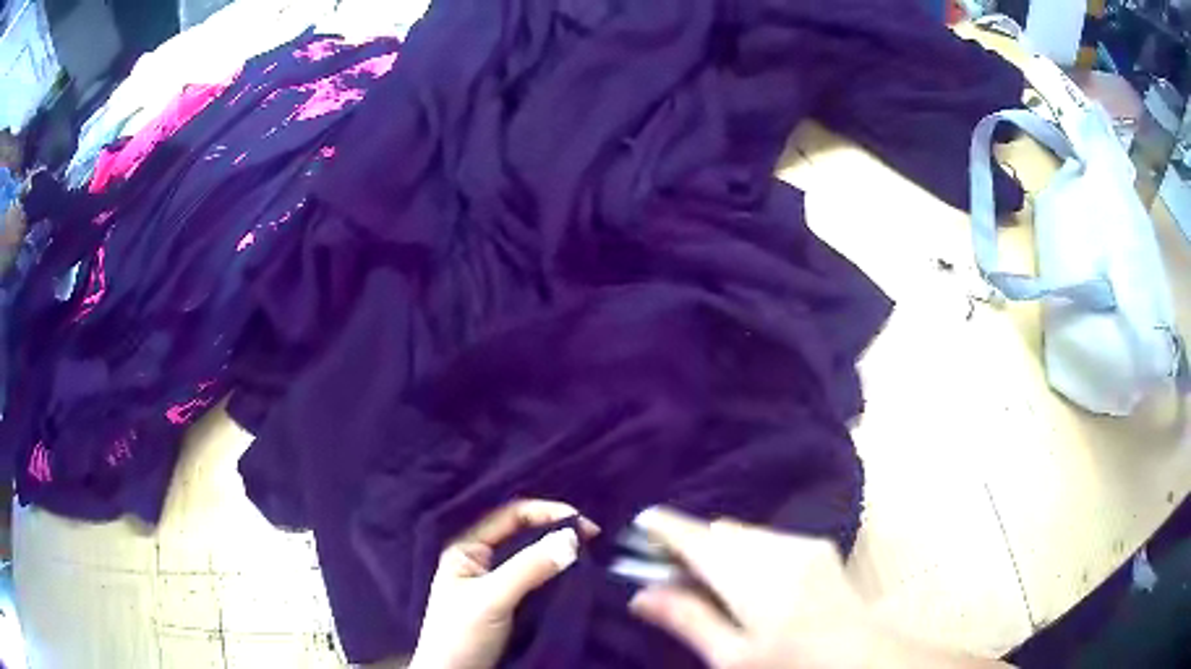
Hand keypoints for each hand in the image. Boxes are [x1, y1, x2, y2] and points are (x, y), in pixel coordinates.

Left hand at [408, 500, 599, 668]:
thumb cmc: (460, 636)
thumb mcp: (490, 599)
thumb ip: (527, 568)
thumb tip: (571, 537)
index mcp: (466, 549)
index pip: (509, 516)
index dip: (546, 513)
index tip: (583, 524)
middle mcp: (482, 560)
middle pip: (524, 534)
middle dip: (557, 531)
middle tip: (593, 538)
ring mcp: (497, 583)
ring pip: (534, 557)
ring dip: (560, 554)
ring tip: (591, 556)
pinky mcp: (512, 604)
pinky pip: (539, 580)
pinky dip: (559, 575)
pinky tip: (577, 577)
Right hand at [628, 507, 1009, 668]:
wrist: (863, 656)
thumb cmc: (791, 664)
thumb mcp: (732, 657)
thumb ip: (688, 620)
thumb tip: (640, 593)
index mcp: (751, 578)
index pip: (697, 540)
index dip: (666, 527)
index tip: (640, 521)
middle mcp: (776, 549)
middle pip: (720, 533)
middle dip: (693, 543)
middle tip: (669, 567)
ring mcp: (801, 545)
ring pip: (745, 534)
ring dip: (721, 547)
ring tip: (708, 578)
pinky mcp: (817, 548)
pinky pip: (767, 538)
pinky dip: (747, 549)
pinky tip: (748, 579)